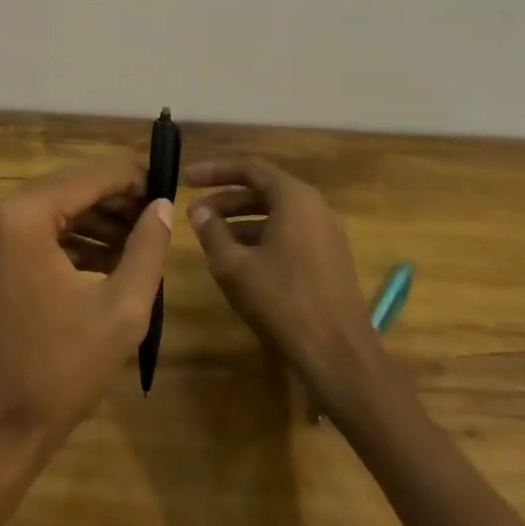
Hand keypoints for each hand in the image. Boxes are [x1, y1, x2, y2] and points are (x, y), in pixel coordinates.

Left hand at [0, 159, 173, 451]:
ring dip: (97, 222)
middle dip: (116, 202)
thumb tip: (162, 205)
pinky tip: (110, 260)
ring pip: (54, 210)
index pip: (89, 178)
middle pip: (69, 190)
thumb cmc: (59, 370)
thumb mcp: (121, 309)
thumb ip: (147, 248)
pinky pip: (37, 233)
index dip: (132, 178)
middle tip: (160, 215)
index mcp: (22, 215)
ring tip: (142, 240)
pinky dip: (72, 241)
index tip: (169, 185)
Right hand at [184, 158, 374, 396]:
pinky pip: (290, 236)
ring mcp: (326, 235)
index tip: (185, 179)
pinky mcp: (330, 261)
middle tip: (194, 213)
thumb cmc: (283, 301)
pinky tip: (240, 261)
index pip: (249, 169)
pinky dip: (261, 239)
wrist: (339, 357)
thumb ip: (212, 232)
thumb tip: (199, 211)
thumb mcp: (234, 266)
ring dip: (241, 221)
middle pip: (263, 191)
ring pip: (276, 215)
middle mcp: (315, 208)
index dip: (214, 171)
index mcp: (294, 199)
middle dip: (225, 199)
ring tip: (211, 238)